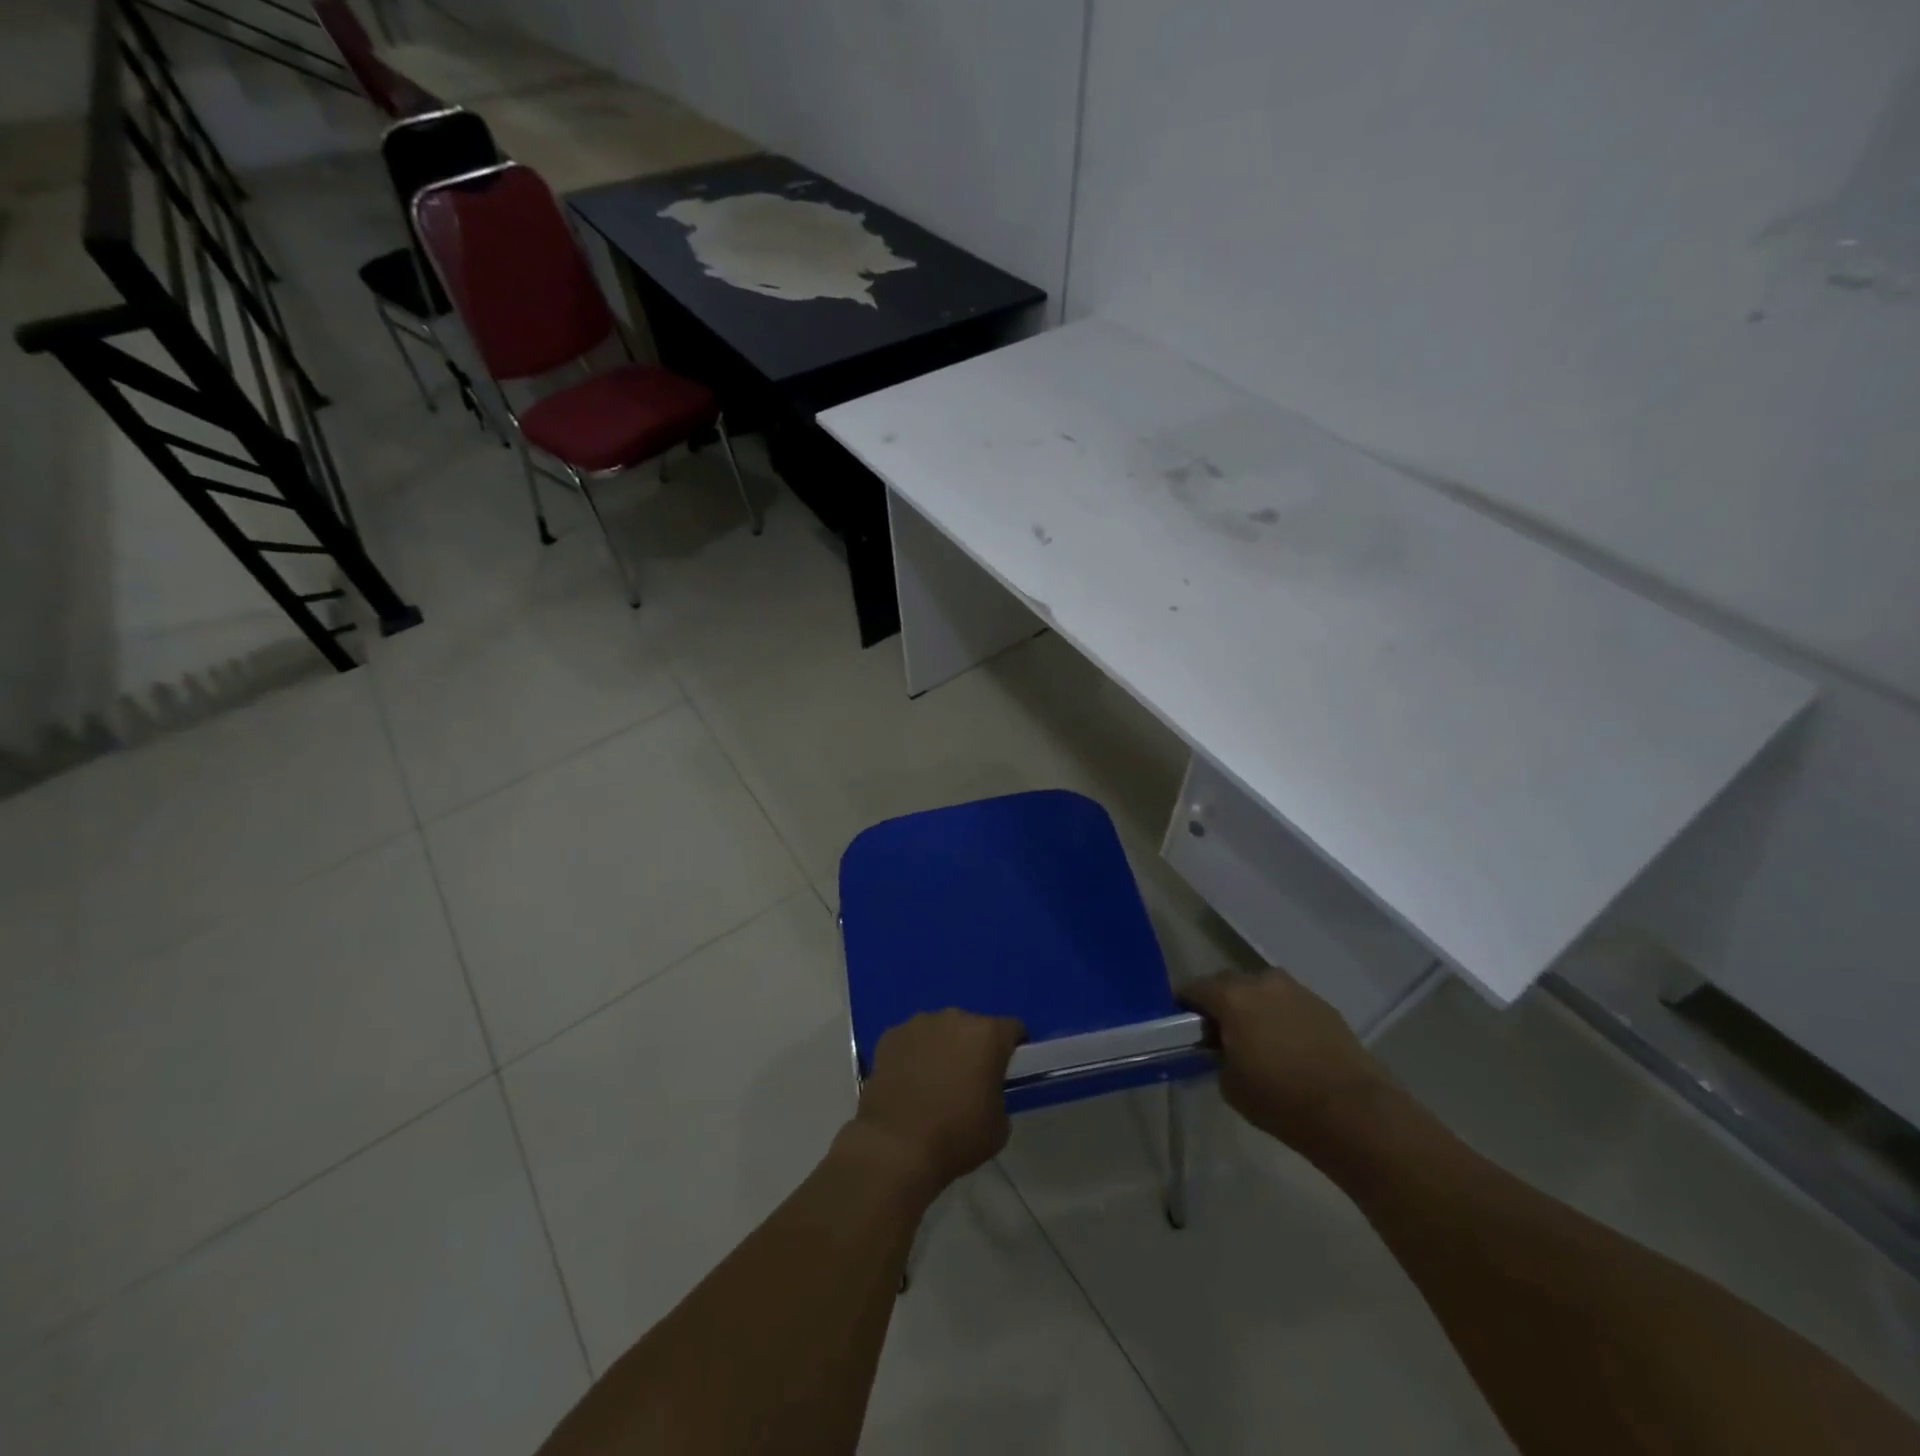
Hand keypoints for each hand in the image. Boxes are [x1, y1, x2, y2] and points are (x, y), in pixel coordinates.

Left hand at [848, 1010, 1025, 1200]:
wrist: (896, 1147)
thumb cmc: (956, 1137)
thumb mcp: (999, 1125)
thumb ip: (998, 1094)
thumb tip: (986, 1089)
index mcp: (988, 1035)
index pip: (1012, 1029)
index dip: (1012, 1047)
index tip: (1005, 1070)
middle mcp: (954, 1017)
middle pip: (972, 1026)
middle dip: (973, 1047)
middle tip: (966, 1080)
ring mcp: (918, 1023)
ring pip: (940, 1030)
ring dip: (942, 1047)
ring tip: (932, 1082)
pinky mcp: (890, 1035)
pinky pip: (911, 1040)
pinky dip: (913, 1054)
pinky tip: (907, 1082)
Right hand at [1180, 968, 1391, 1156]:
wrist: (1354, 1113)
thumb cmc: (1281, 1100)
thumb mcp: (1230, 1083)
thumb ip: (1218, 1056)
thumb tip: (1223, 1048)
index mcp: (1232, 996)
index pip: (1193, 989)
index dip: (1183, 1005)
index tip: (1181, 1026)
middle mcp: (1262, 982)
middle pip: (1228, 984)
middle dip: (1219, 1004)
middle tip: (1217, 1034)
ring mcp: (1296, 991)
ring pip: (1261, 992)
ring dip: (1252, 1008)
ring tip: (1255, 1040)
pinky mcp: (1324, 1006)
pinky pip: (1288, 1004)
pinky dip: (1280, 1018)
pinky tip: (1287, 1047)